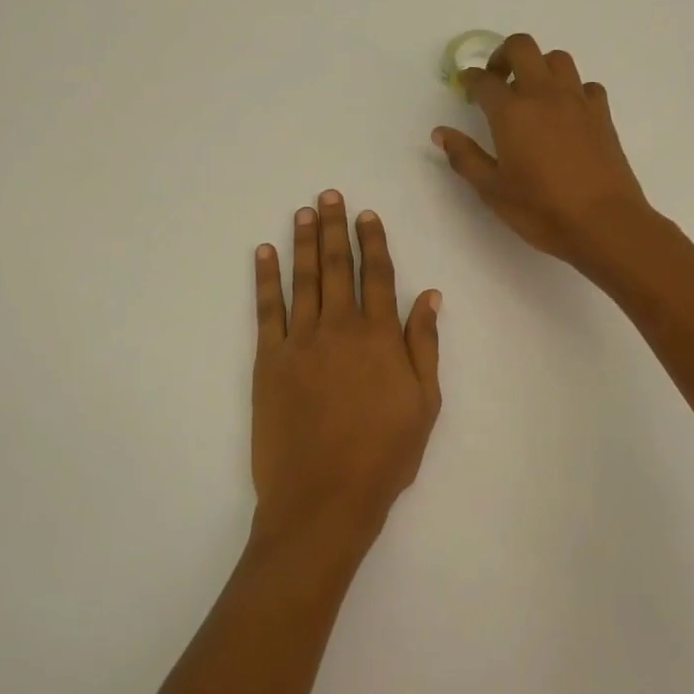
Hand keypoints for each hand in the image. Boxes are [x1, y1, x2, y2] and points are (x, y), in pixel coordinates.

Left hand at [251, 191, 442, 551]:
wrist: (323, 498)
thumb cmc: (384, 456)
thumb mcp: (424, 404)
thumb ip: (424, 345)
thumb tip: (429, 295)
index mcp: (380, 337)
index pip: (378, 275)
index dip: (373, 242)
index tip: (368, 215)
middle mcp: (339, 328)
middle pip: (337, 266)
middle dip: (335, 228)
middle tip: (330, 196)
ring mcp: (299, 342)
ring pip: (303, 279)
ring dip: (303, 242)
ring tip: (303, 212)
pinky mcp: (267, 361)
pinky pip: (266, 310)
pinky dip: (265, 279)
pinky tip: (264, 254)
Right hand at [432, 35, 651, 271]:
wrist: (604, 223)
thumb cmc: (541, 209)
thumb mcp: (492, 190)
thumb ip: (465, 157)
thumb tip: (441, 133)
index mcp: (511, 113)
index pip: (484, 80)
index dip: (470, 80)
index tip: (465, 87)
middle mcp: (544, 95)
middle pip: (522, 47)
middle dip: (503, 55)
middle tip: (496, 80)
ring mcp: (577, 101)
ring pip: (557, 59)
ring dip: (539, 66)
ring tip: (531, 93)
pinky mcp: (602, 114)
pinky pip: (586, 85)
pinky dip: (572, 89)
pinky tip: (566, 113)